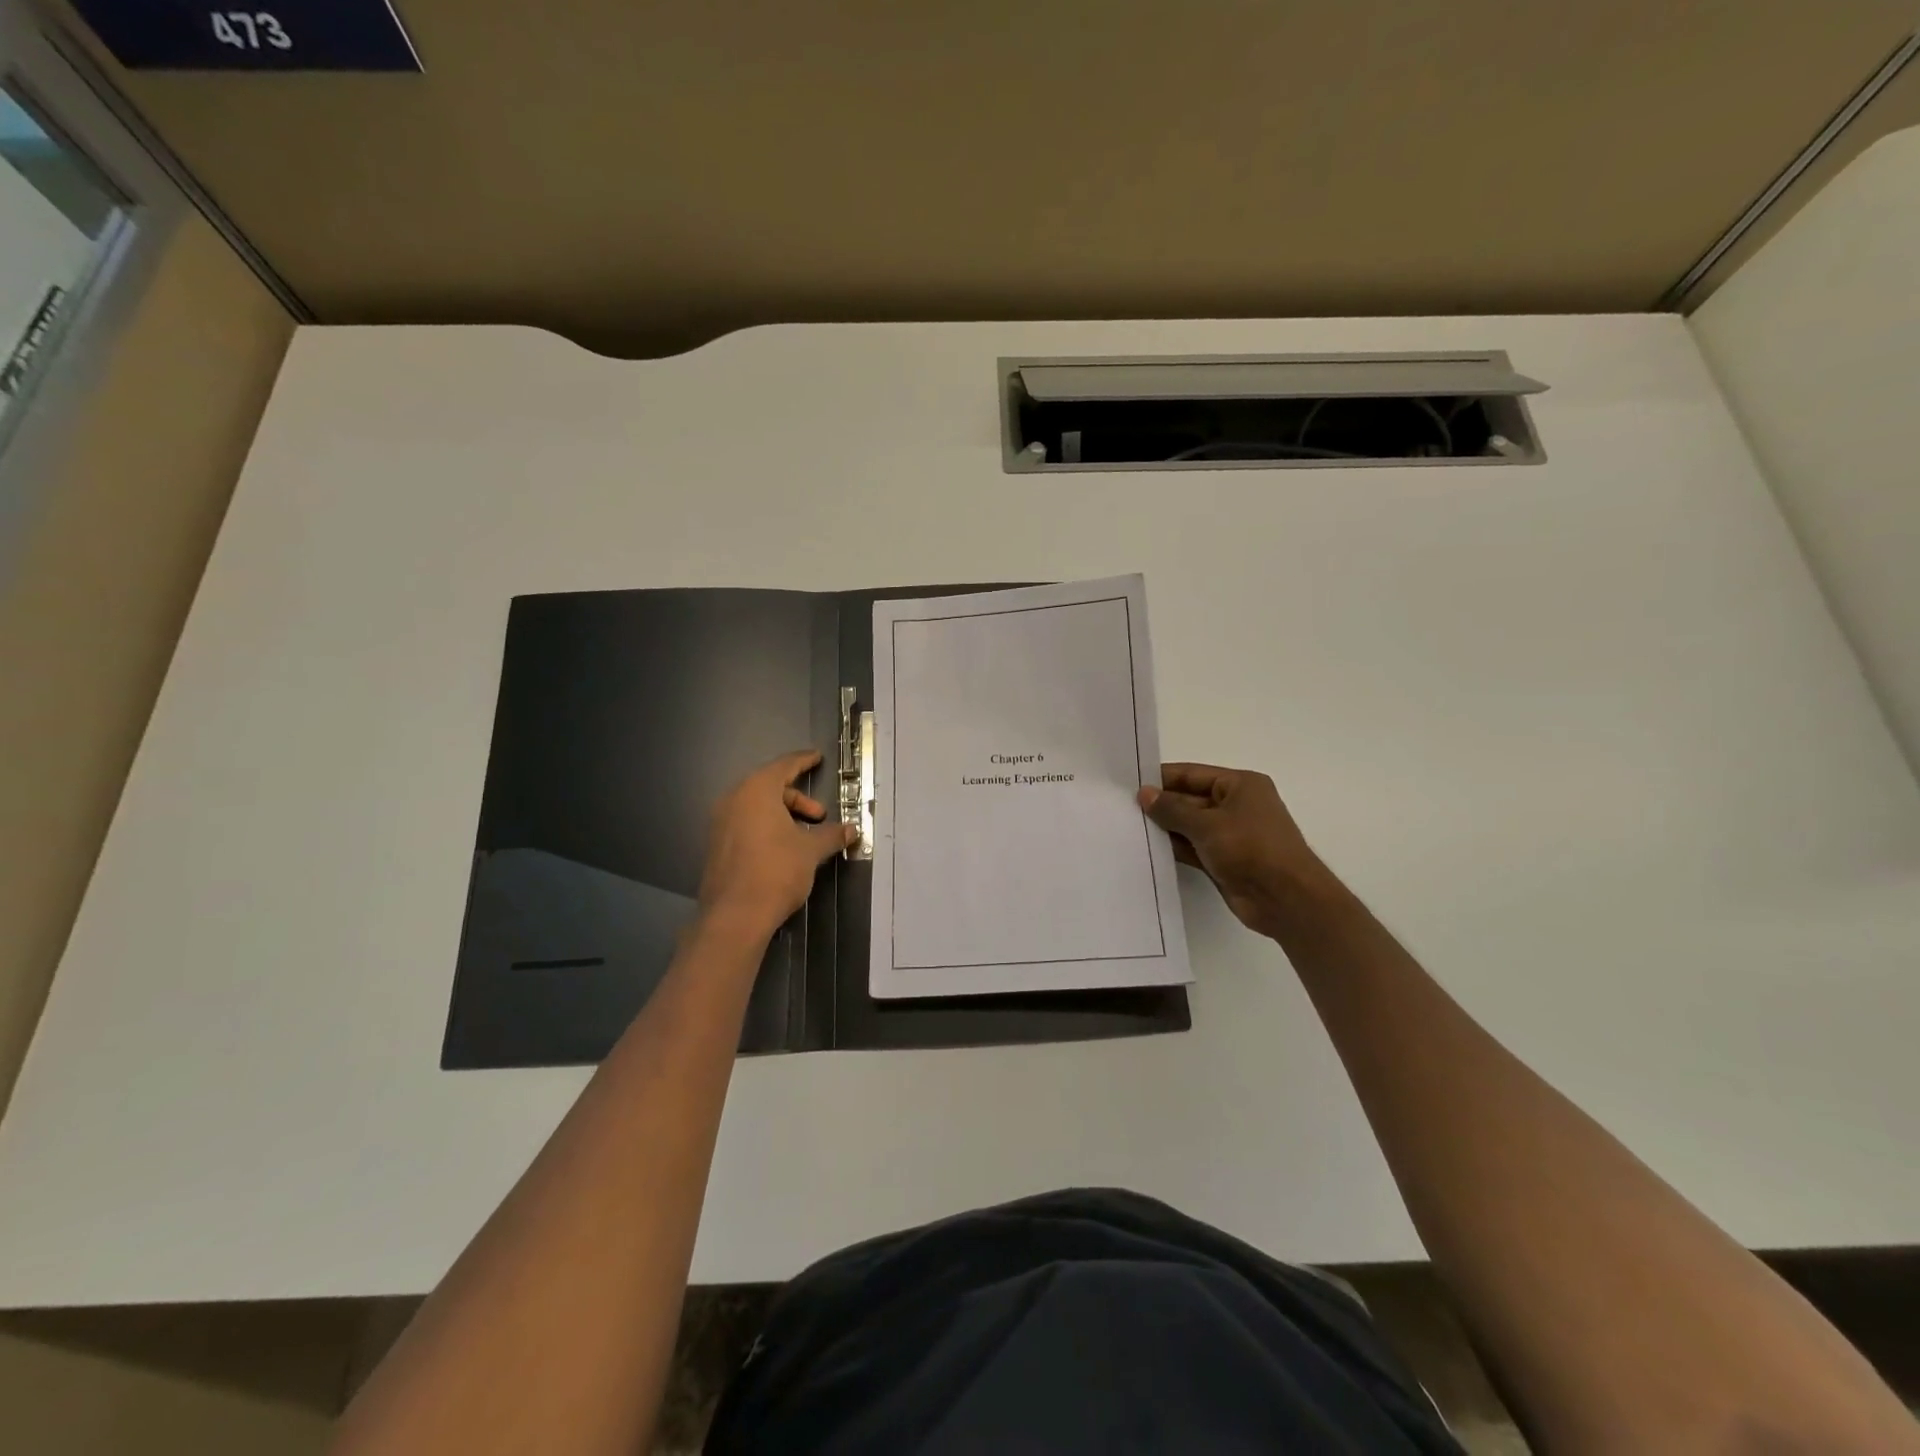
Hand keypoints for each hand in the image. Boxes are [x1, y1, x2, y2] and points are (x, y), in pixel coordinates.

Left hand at [698, 750, 854, 939]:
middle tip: (819, 816)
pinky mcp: (717, 846)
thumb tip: (852, 829)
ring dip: (783, 815)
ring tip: (804, 836)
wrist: (735, 916)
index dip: (803, 761)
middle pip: (769, 787)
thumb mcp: (810, 850)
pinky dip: (766, 827)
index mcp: (756, 791)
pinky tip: (783, 849)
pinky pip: (745, 824)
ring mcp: (721, 824)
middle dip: (797, 799)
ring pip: (756, 807)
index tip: (817, 757)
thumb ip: (831, 835)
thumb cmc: (776, 871)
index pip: (783, 766)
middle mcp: (734, 800)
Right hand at [1138, 763, 1340, 940]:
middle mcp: (1237, 806)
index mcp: (1241, 785)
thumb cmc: (1251, 849)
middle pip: (1190, 799)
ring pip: (1190, 825)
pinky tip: (1148, 849)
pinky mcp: (1225, 860)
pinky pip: (1194, 848)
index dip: (1162, 778)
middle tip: (1122, 808)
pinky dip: (1175, 848)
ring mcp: (1231, 835)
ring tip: (1129, 827)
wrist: (1286, 900)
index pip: (1193, 774)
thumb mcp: (1207, 824)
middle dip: (1161, 805)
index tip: (1129, 784)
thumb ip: (1172, 809)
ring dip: (1166, 828)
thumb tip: (1144, 794)